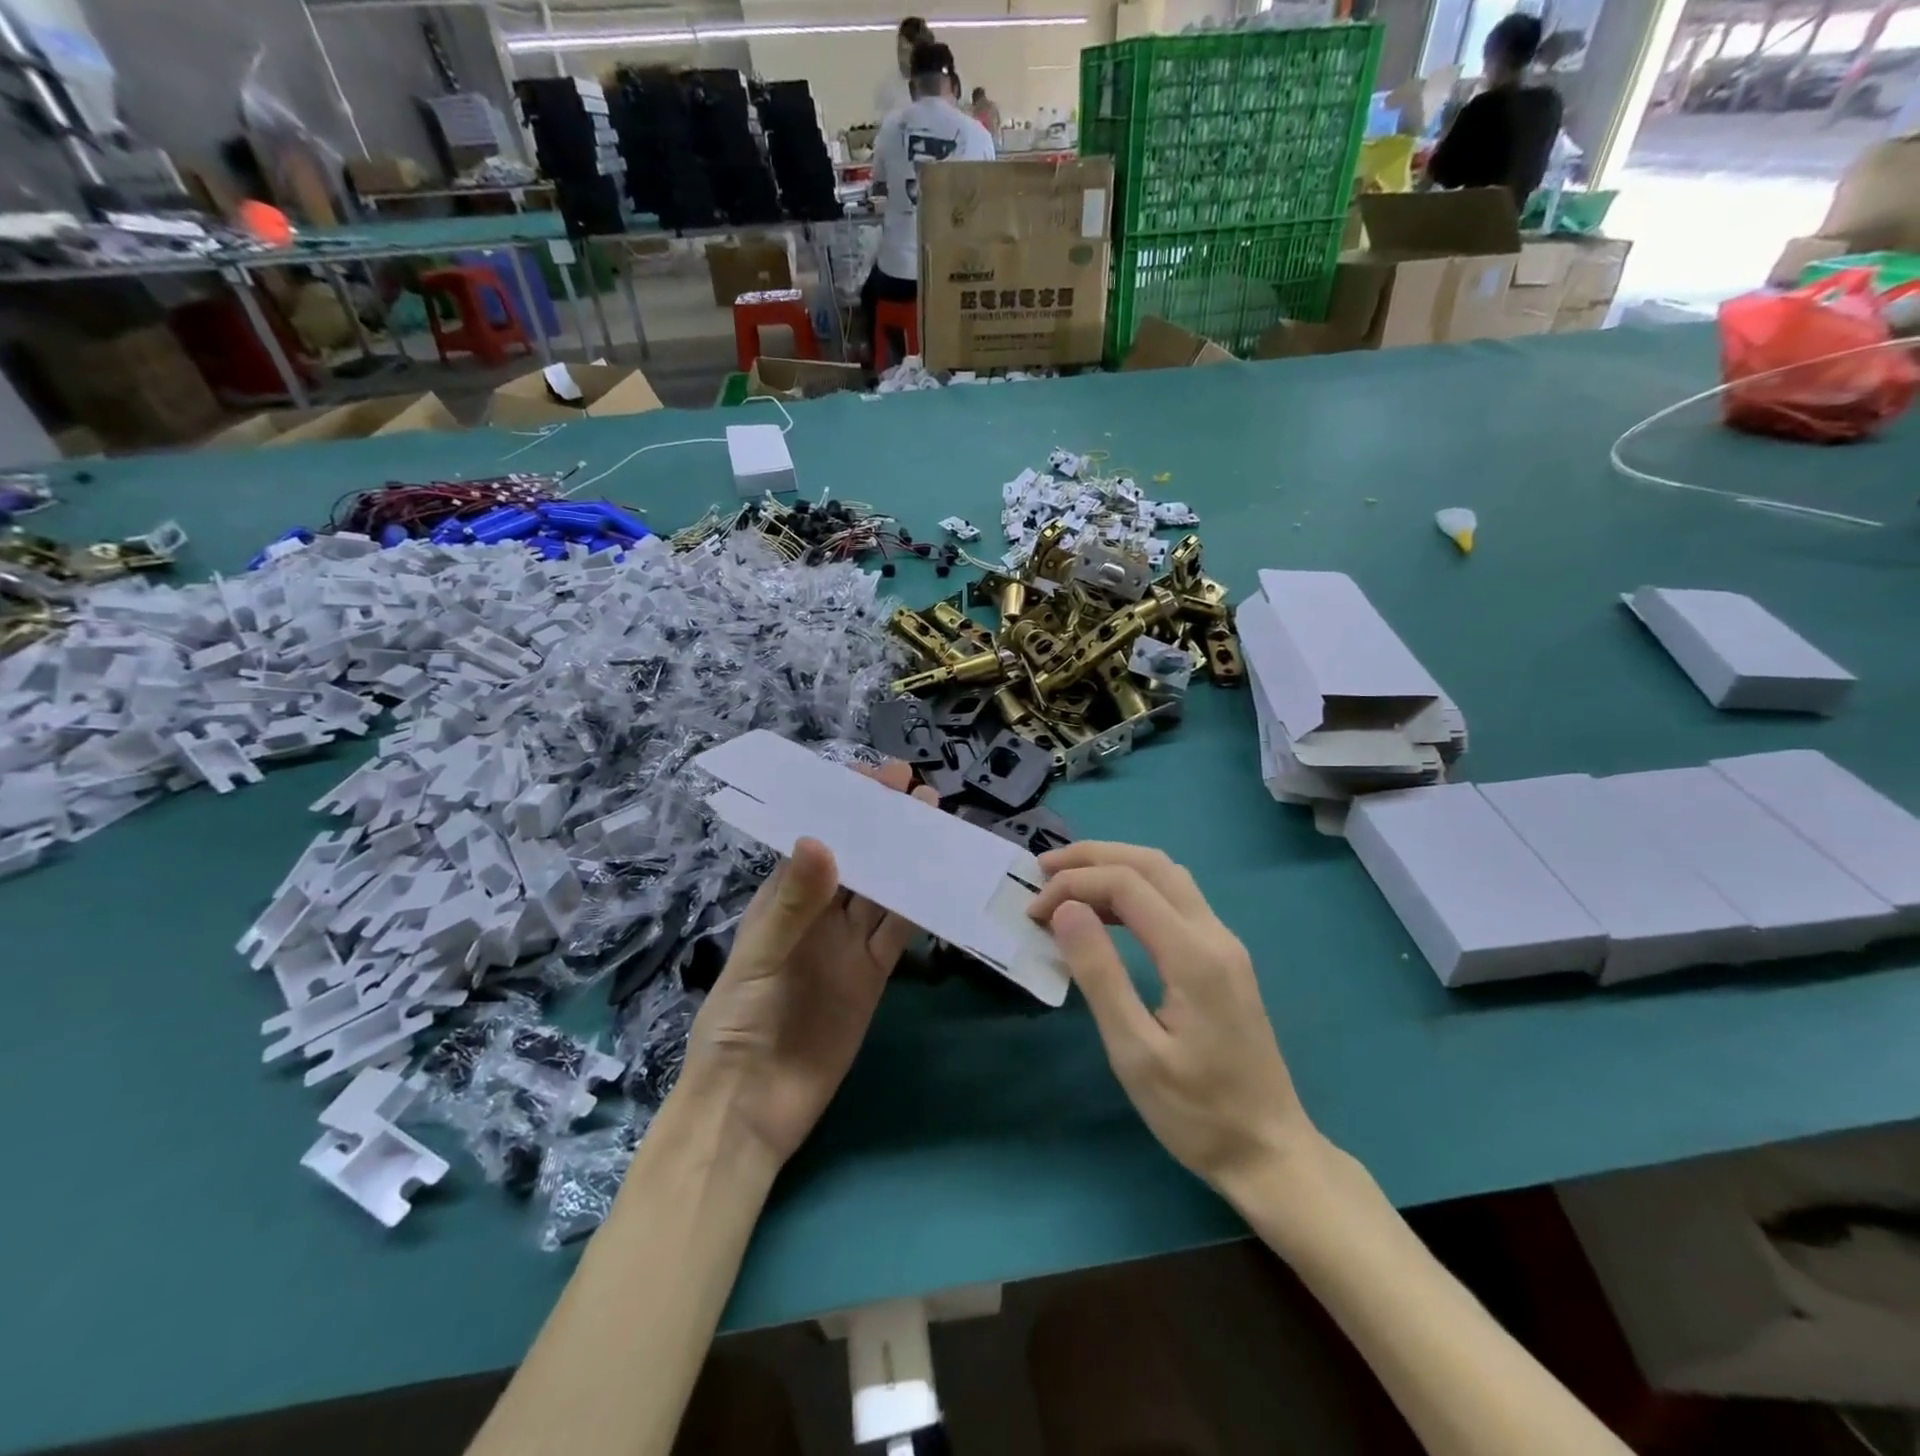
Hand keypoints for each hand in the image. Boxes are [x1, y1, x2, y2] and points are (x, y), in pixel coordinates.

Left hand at [680, 761, 933, 1167]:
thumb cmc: (739, 1024)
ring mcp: (847, 945)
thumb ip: (793, 905)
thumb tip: (821, 839)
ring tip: (936, 820)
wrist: (752, 1106)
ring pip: (884, 891)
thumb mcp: (760, 959)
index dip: (843, 809)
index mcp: (782, 902)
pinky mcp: (872, 976)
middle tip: (918, 790)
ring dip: (908, 858)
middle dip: (884, 825)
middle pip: (858, 861)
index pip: (817, 842)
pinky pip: (898, 933)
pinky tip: (941, 880)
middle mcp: (818, 916)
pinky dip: (919, 907)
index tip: (874, 777)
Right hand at [1026, 842, 1320, 1203]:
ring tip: (1067, 883)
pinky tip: (1107, 913)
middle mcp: (1214, 934)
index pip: (1126, 884)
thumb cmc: (1197, 1113)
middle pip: (1151, 863)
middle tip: (1043, 869)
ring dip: (1115, 867)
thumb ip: (1100, 975)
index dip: (1074, 885)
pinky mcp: (1224, 958)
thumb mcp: (1135, 1053)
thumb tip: (1066, 910)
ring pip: (1167, 875)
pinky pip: (1176, 898)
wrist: (1270, 1153)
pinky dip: (1135, 888)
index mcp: (1193, 955)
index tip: (1035, 913)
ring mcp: (1224, 943)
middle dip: (1092, 857)